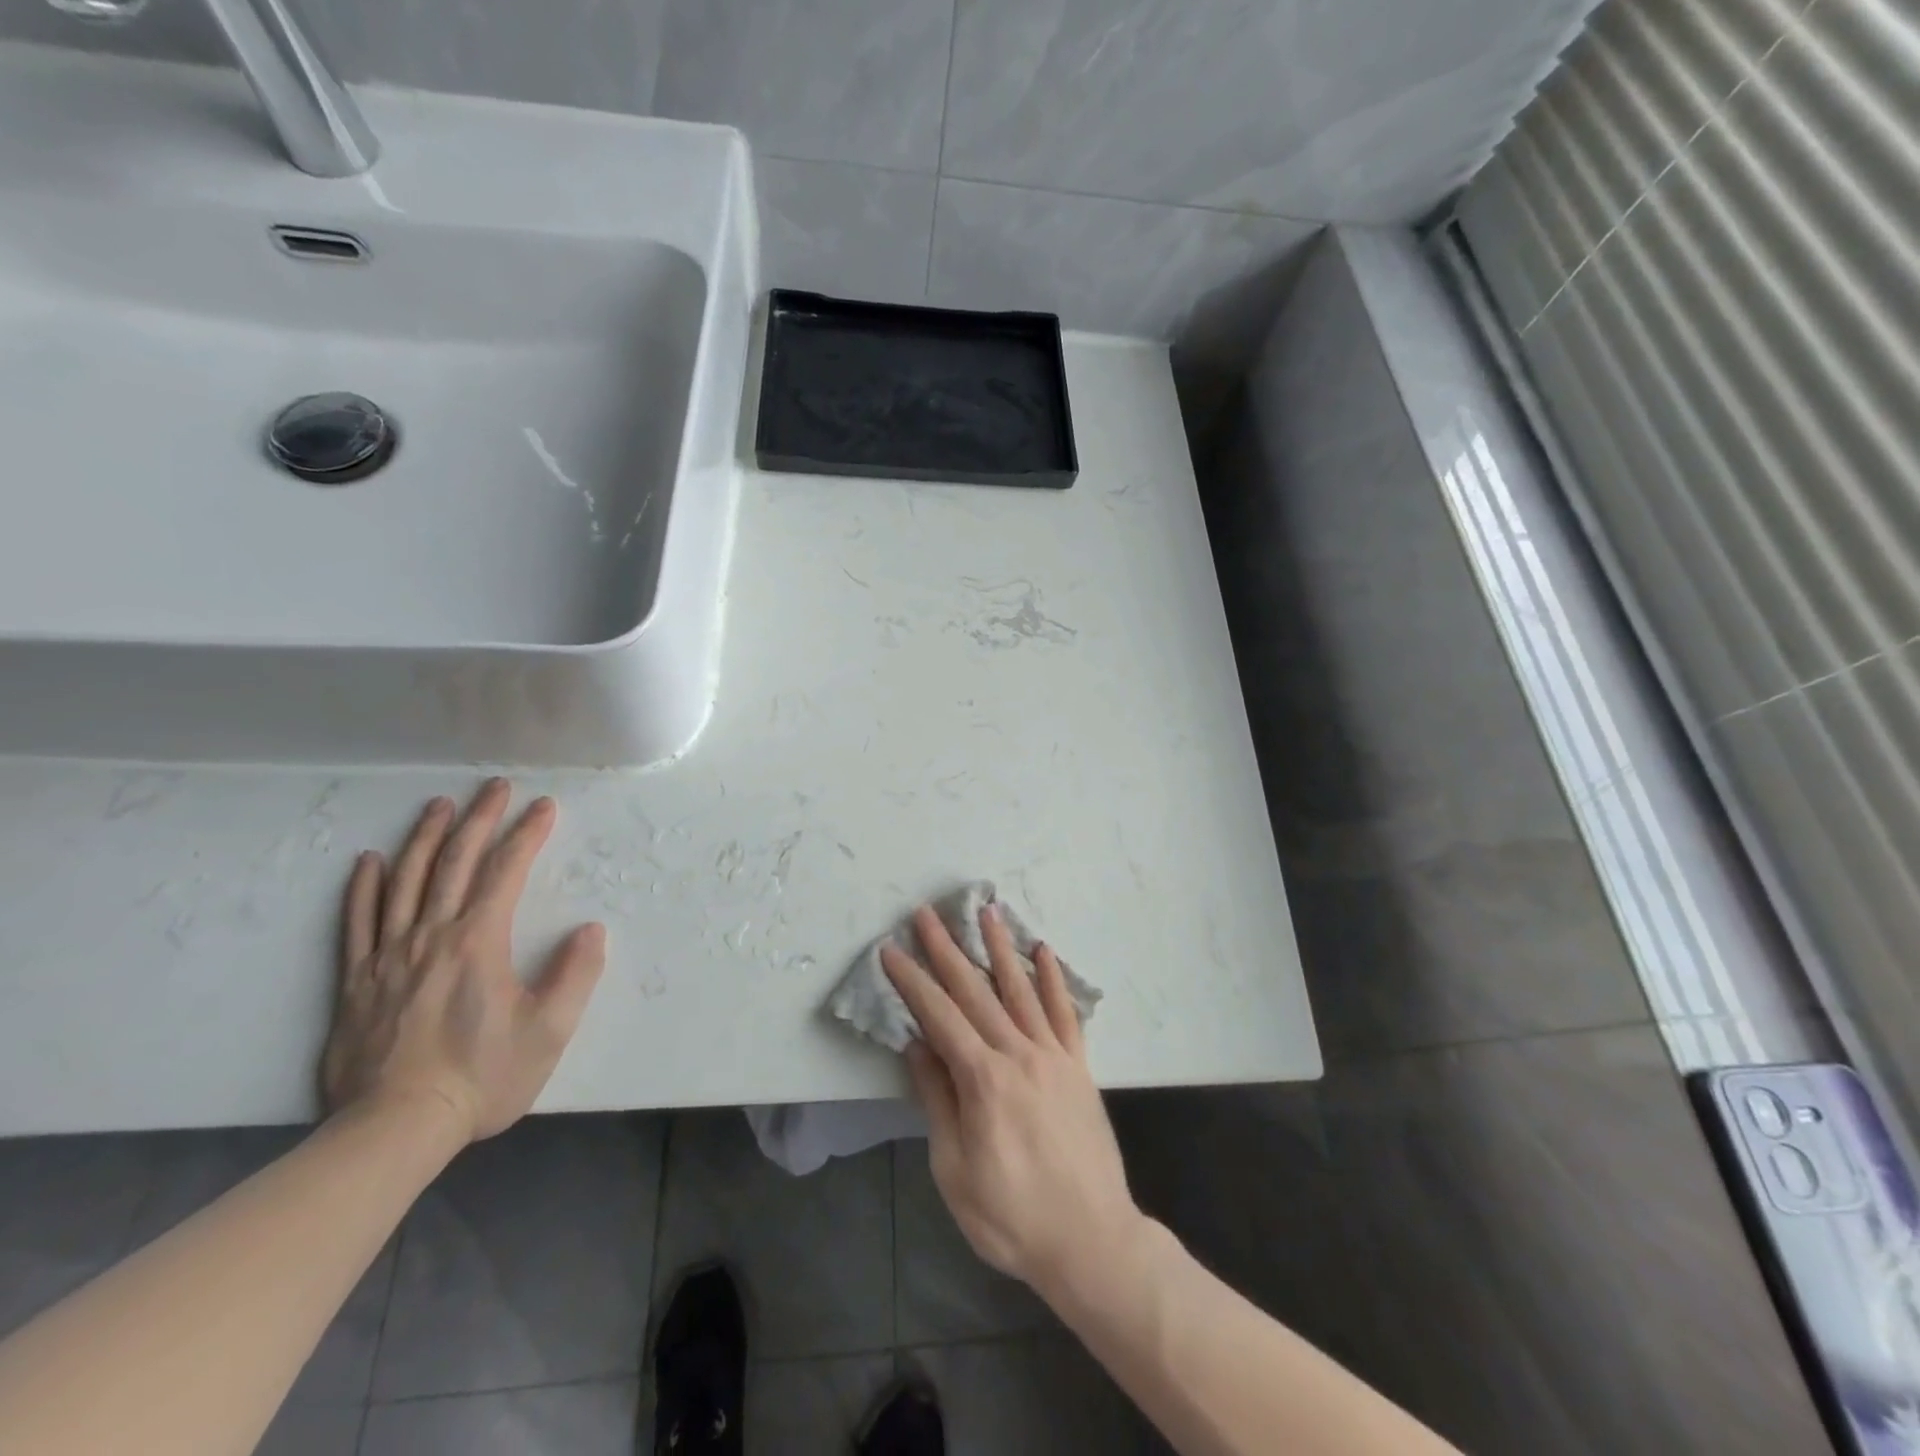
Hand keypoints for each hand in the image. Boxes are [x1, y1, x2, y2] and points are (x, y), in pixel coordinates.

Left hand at [321, 779, 606, 1143]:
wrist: (395, 1128)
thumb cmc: (481, 1077)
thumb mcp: (549, 1031)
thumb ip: (575, 975)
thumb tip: (591, 929)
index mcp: (478, 942)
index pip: (506, 872)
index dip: (527, 834)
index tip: (544, 806)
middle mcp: (431, 936)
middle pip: (455, 863)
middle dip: (479, 819)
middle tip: (494, 787)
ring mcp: (388, 956)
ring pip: (406, 881)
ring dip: (425, 838)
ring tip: (439, 805)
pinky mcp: (356, 980)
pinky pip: (358, 921)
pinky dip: (365, 887)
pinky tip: (371, 861)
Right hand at [881, 905, 1144, 1304]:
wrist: (1091, 1241)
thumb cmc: (1012, 1216)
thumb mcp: (954, 1170)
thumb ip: (937, 1101)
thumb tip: (918, 1046)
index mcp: (983, 1080)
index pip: (939, 1016)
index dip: (912, 980)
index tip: (892, 950)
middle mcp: (1019, 1054)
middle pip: (976, 991)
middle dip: (947, 949)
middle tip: (928, 913)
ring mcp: (1053, 1055)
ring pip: (1021, 989)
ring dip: (1000, 947)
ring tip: (987, 911)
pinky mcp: (1079, 1066)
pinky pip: (1065, 1013)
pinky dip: (1053, 980)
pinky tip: (1044, 951)